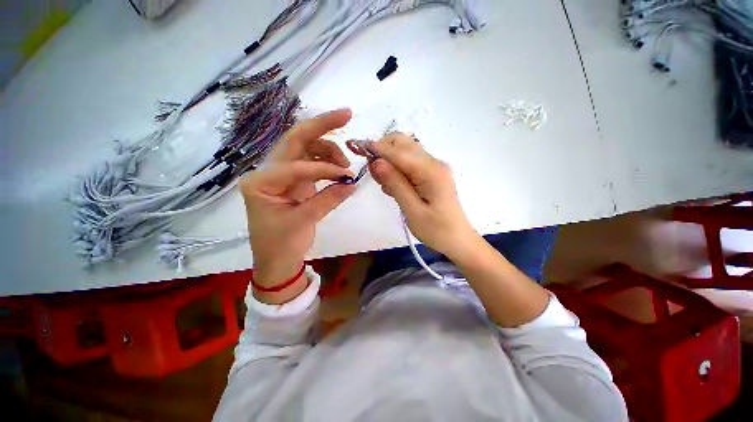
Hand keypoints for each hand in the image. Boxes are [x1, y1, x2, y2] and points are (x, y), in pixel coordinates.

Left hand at [240, 109, 354, 291]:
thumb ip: (329, 199)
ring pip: (305, 149)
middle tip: (346, 114)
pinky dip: (327, 163)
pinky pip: (312, 163)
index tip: (345, 174)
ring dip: (327, 149)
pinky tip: (339, 170)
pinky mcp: (295, 181)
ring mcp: (283, 175)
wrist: (276, 260)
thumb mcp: (304, 222)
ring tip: (345, 165)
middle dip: (321, 126)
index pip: (295, 165)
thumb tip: (352, 182)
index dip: (323, 167)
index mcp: (261, 181)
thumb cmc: (281, 244)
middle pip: (295, 139)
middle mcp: (269, 172)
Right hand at [365, 133, 476, 257]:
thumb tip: (377, 161)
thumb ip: (395, 184)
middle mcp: (433, 163)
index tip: (357, 148)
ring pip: (405, 152)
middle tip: (373, 173)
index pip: (399, 151)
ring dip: (389, 161)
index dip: (377, 148)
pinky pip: (410, 163)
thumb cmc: (436, 230)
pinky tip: (394, 186)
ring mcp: (434, 167)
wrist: (458, 240)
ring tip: (385, 185)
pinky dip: (397, 169)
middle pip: (403, 143)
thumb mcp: (412, 211)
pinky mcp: (431, 174)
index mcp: (431, 171)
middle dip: (383, 151)